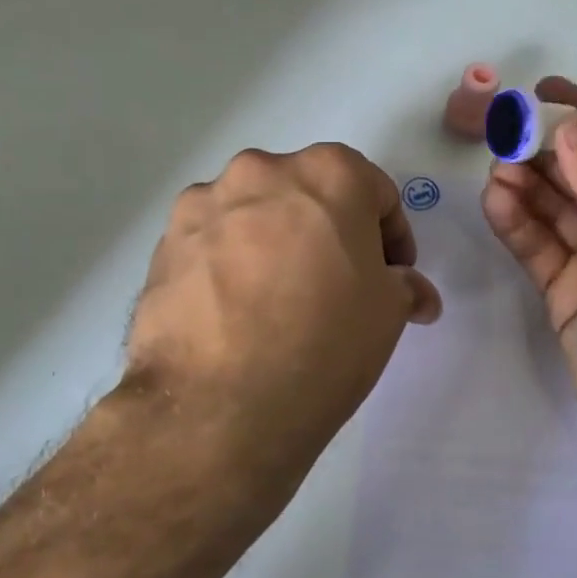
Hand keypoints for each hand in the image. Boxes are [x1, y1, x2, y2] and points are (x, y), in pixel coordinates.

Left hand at [121, 144, 440, 497]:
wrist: (220, 406)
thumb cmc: (325, 342)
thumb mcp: (388, 314)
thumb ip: (404, 286)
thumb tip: (411, 291)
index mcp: (329, 173)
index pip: (376, 193)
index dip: (392, 238)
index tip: (390, 277)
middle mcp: (262, 170)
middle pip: (310, 194)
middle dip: (330, 233)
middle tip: (337, 285)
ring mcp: (205, 203)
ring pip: (256, 214)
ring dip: (275, 243)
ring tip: (277, 301)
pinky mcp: (165, 242)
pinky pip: (213, 242)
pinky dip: (230, 264)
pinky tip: (235, 313)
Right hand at [482, 77, 576, 480]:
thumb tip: (568, 124)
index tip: (540, 91)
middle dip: (544, 149)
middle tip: (503, 129)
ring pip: (554, 209)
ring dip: (526, 183)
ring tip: (497, 165)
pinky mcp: (566, 295)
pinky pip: (536, 249)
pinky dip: (516, 223)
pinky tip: (496, 200)